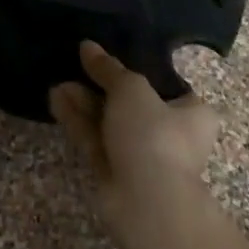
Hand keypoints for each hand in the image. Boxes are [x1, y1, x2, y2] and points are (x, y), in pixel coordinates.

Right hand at [50, 41, 217, 235]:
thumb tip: (88, 46)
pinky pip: (96, 140)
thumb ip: (108, 68)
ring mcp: (142, 156)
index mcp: (192, 113)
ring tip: (58, 83)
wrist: (147, 202)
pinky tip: (55, 99)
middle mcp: (171, 135)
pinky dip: (78, 121)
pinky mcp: (116, 173)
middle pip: (132, 104)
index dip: (138, 71)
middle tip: (76, 68)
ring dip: (85, 103)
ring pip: (109, 123)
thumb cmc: (154, 135)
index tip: (109, 58)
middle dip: (101, 86)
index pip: (166, 86)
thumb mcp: (131, 89)